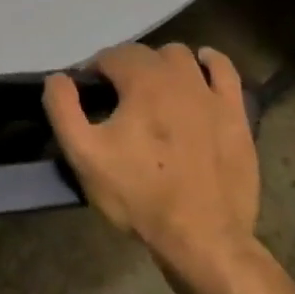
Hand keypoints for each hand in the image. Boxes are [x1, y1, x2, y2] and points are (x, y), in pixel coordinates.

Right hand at [43, 43, 259, 276]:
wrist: (204, 240)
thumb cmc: (139, 195)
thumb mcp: (83, 155)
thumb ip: (62, 108)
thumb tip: (57, 78)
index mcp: (143, 82)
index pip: (111, 56)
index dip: (94, 72)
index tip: (88, 96)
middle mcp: (179, 77)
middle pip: (145, 54)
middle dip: (125, 68)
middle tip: (116, 99)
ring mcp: (212, 95)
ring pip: (182, 57)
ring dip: (162, 65)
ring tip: (152, 90)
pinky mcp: (237, 116)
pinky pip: (226, 72)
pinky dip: (210, 64)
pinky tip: (201, 70)